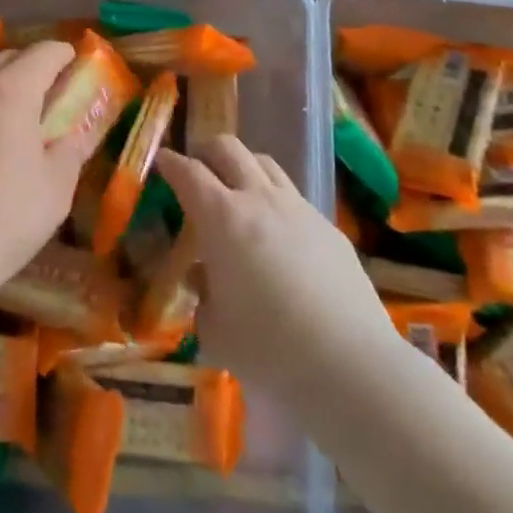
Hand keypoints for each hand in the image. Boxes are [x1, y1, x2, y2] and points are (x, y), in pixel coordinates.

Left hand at [0, 41, 87, 289]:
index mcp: (10, 90)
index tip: (73, 65)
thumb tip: (81, 130)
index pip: (44, 53)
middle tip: (40, 96)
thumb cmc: (3, 220)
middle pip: (5, 56)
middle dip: (29, 67)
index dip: (64, 55)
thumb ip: (72, 147)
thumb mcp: (56, 187)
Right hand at [158, 136, 400, 410]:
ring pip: (266, 164)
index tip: (162, 160)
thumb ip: (202, 294)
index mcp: (221, 218)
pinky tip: (278, 234)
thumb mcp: (215, 329)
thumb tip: (203, 275)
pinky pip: (294, 197)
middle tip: (197, 167)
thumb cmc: (269, 347)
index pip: (188, 173)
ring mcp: (299, 209)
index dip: (171, 163)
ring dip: (244, 167)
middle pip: (229, 149)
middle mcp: (259, 199)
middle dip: (206, 151)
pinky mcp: (329, 227)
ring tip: (237, 190)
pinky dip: (276, 201)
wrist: (350, 363)